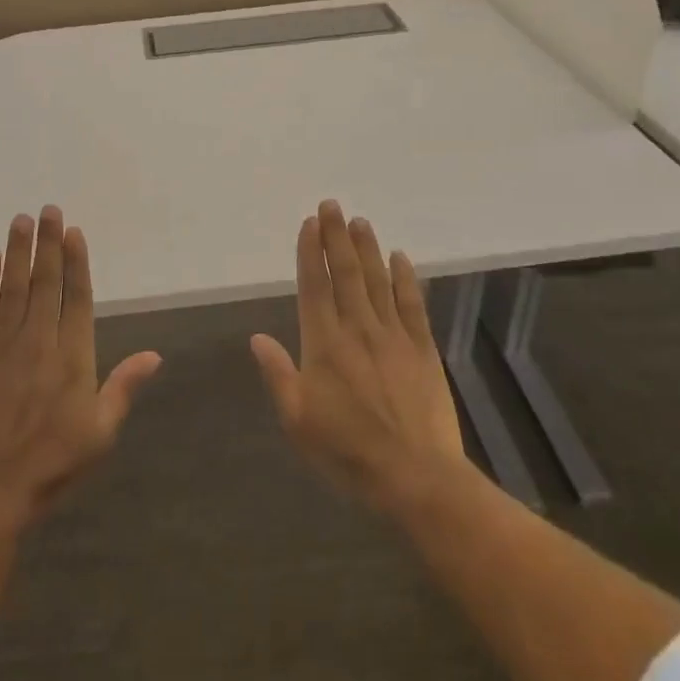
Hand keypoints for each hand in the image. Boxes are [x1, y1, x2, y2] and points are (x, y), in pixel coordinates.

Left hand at [0, 206, 161, 526]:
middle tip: (49, 210)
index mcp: (73, 358)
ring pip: (13, 287)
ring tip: (21, 220)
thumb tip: (155, 355)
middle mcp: (39, 342)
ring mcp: (3, 347)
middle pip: (45, 282)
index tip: (74, 232)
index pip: (76, 298)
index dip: (76, 262)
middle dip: (48, 244)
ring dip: (18, 251)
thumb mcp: (101, 433)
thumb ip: (124, 387)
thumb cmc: (52, 465)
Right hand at [251, 201, 468, 512]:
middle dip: (337, 236)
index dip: (311, 252)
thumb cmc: (347, 450)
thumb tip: (257, 337)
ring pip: (377, 281)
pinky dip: (405, 278)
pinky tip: (400, 257)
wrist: (415, 476)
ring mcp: (394, 336)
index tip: (310, 223)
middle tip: (333, 204)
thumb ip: (278, 374)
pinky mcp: (422, 349)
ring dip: (368, 248)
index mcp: (324, 344)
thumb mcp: (298, 419)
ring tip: (360, 221)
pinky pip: (412, 304)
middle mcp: (358, 329)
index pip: (315, 286)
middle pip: (346, 273)